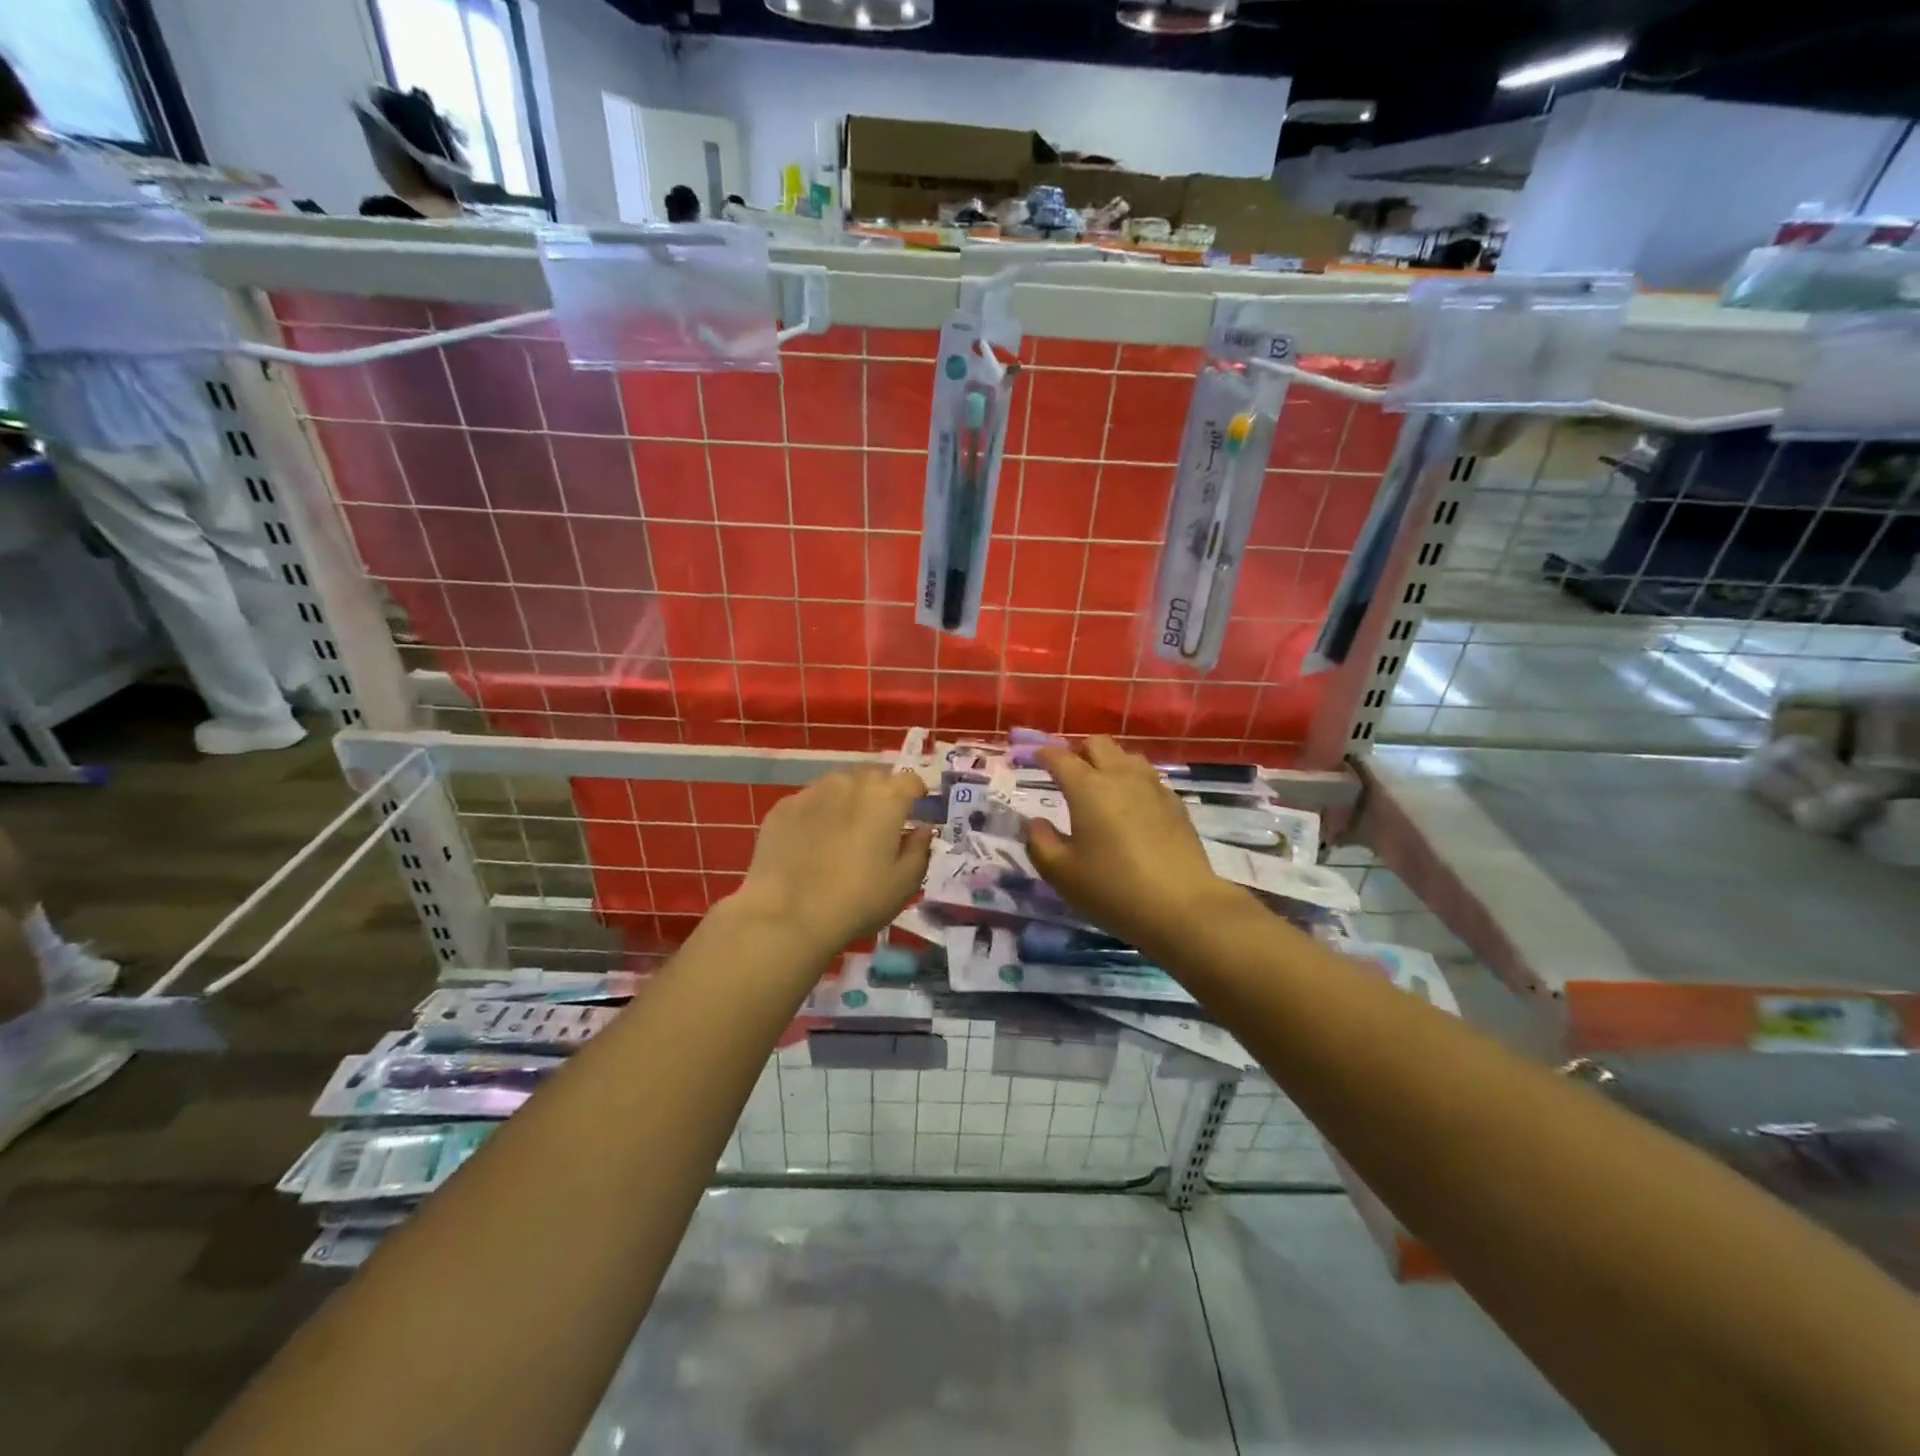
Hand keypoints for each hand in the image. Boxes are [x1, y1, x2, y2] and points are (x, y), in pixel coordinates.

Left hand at [731, 768, 932, 953]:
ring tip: (843, 834)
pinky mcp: (783, 807)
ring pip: (839, 786)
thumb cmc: (857, 901)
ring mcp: (812, 791)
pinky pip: (810, 802)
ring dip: (848, 801)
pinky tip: (811, 844)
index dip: (916, 797)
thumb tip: (922, 829)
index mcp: (886, 797)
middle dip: (881, 796)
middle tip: (879, 828)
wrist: (787, 917)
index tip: (914, 816)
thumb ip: (920, 849)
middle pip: (874, 778)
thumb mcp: (904, 884)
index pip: (911, 781)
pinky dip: (817, 814)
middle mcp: (850, 783)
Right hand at [1029, 737, 1246, 956]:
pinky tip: (1131, 807)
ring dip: (1109, 762)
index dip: (1043, 754)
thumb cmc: (1113, 889)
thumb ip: (1040, 843)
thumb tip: (1036, 823)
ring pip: (1127, 756)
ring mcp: (1153, 787)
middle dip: (1078, 751)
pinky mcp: (1176, 804)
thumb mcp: (1062, 874)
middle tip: (1067, 773)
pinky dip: (1133, 782)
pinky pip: (1148, 778)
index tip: (1034, 759)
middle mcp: (1121, 776)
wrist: (1183, 907)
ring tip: (1100, 787)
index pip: (1060, 758)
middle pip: (1097, 744)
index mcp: (1088, 788)